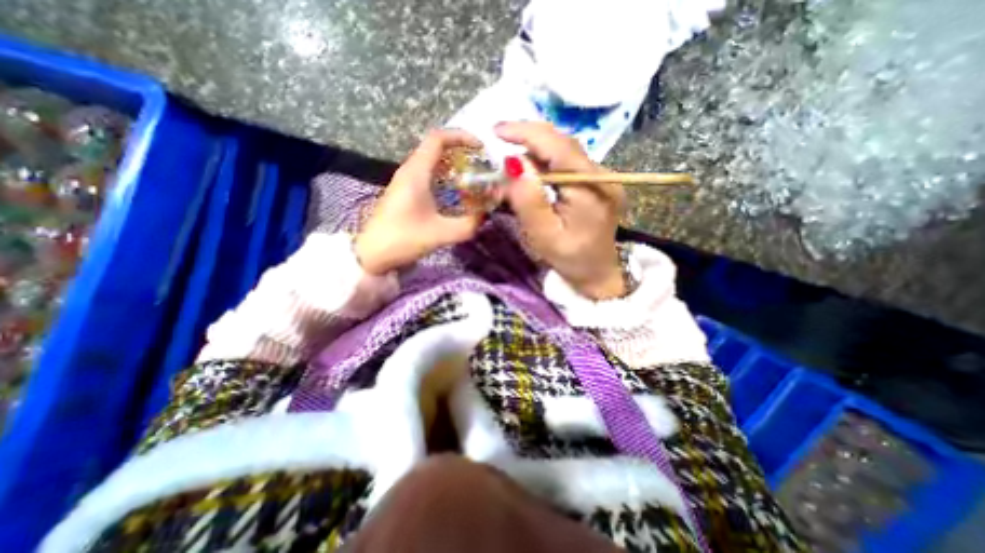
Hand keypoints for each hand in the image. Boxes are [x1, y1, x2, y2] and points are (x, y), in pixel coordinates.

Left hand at [358, 129, 488, 275]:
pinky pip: (429, 175)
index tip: (482, 149)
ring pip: (433, 162)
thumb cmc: (402, 239)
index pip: (438, 138)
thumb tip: (487, 214)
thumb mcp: (440, 234)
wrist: (371, 254)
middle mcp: (410, 171)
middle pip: (437, 148)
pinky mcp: (405, 193)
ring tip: (474, 179)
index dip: (461, 137)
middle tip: (482, 166)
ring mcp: (406, 181)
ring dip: (454, 166)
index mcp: (416, 173)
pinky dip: (446, 178)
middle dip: (462, 152)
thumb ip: (468, 225)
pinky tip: (457, 194)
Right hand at [498, 124, 626, 300]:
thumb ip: (529, 201)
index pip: (558, 147)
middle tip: (499, 144)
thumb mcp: (544, 236)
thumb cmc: (571, 260)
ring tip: (512, 166)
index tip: (497, 131)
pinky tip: (532, 175)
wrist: (599, 274)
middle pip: (563, 144)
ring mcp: (603, 178)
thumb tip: (514, 163)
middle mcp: (602, 176)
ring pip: (564, 152)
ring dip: (535, 153)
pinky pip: (568, 164)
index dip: (527, 133)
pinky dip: (546, 164)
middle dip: (528, 140)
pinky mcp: (597, 183)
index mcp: (592, 189)